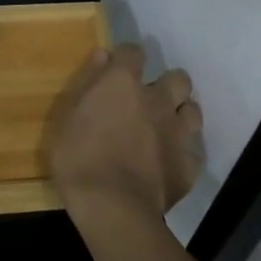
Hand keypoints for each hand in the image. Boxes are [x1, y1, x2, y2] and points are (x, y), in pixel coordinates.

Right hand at [49, 44, 203, 226]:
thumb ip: (87, 82)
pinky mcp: (189, 165)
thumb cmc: (79, 158)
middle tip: (150, 101)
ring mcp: (177, 132)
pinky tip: (169, 163)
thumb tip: (104, 54)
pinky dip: (183, 153)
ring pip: (193, 111)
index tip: (117, 70)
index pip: (134, 51)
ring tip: (165, 128)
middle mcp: (157, 100)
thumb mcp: (66, 117)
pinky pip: (193, 151)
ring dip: (181, 115)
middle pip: (177, 79)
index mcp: (123, 83)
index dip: (126, 58)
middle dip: (167, 85)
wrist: (114, 208)